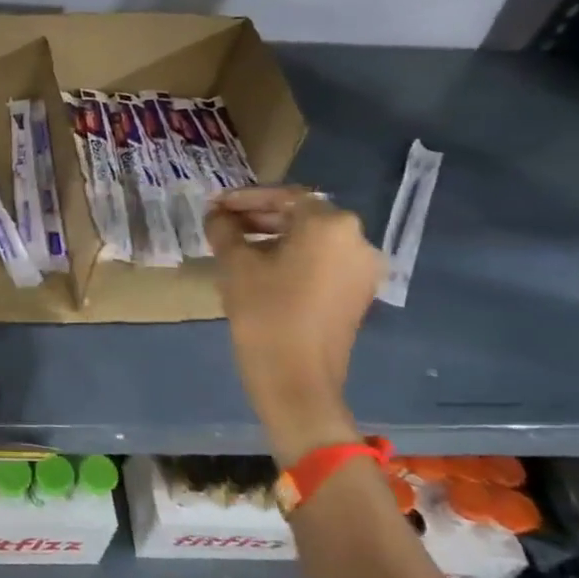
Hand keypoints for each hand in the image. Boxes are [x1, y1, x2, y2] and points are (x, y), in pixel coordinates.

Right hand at [206, 186, 381, 465]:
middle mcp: (357, 239)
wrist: (298, 381)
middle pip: (302, 216)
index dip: (245, 198)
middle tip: (224, 225)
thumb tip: (217, 215)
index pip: (284, 196)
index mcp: (330, 225)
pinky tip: (262, 270)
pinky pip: (323, 262)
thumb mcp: (235, 265)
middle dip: (260, 217)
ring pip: (312, 240)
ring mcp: (363, 268)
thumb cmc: (265, 314)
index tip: (215, 206)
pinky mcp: (359, 293)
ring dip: (275, 238)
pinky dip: (294, 258)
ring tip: (237, 248)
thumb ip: (224, 230)